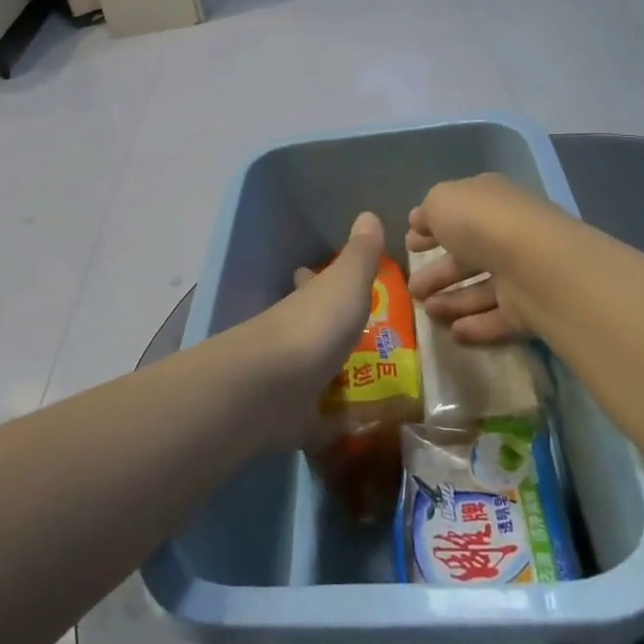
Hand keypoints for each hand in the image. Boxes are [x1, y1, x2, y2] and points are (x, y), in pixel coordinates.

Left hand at [241, 213, 386, 444]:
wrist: (272, 388)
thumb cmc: (314, 327)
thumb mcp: (345, 283)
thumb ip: (360, 255)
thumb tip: (368, 213)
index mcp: (304, 302)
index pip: (308, 284)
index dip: (314, 279)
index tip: (320, 277)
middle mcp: (292, 336)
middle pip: (309, 329)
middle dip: (327, 331)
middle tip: (363, 339)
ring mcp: (288, 379)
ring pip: (312, 372)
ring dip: (331, 375)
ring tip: (370, 383)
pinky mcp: (290, 420)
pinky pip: (316, 420)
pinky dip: (331, 423)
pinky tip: (355, 430)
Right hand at [407, 175, 562, 346]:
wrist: (535, 264)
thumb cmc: (480, 222)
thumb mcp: (440, 202)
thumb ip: (428, 212)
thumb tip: (421, 223)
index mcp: (488, 200)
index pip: (457, 213)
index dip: (431, 228)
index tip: (410, 245)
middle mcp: (506, 233)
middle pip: (467, 255)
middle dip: (438, 272)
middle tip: (412, 289)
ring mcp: (521, 272)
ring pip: (481, 288)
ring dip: (452, 301)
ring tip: (426, 312)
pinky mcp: (530, 308)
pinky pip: (498, 316)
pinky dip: (476, 324)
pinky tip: (453, 333)